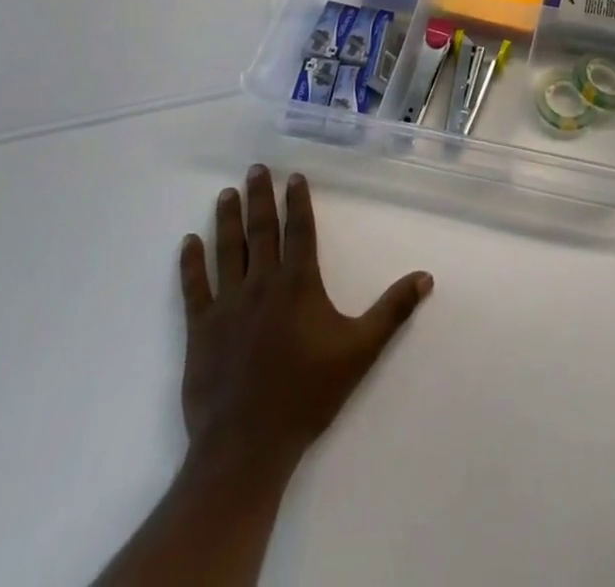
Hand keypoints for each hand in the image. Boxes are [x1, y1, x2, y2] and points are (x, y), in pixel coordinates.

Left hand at [178, 165, 432, 482]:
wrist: (248, 445)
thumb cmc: (308, 393)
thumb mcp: (360, 350)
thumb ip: (393, 311)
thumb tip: (426, 277)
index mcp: (298, 284)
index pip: (299, 230)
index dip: (297, 201)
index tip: (294, 176)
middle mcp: (262, 283)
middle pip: (260, 230)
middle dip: (260, 197)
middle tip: (256, 169)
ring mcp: (227, 305)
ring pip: (227, 250)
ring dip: (227, 219)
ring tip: (227, 193)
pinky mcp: (200, 329)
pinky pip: (194, 288)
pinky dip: (191, 263)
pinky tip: (189, 241)